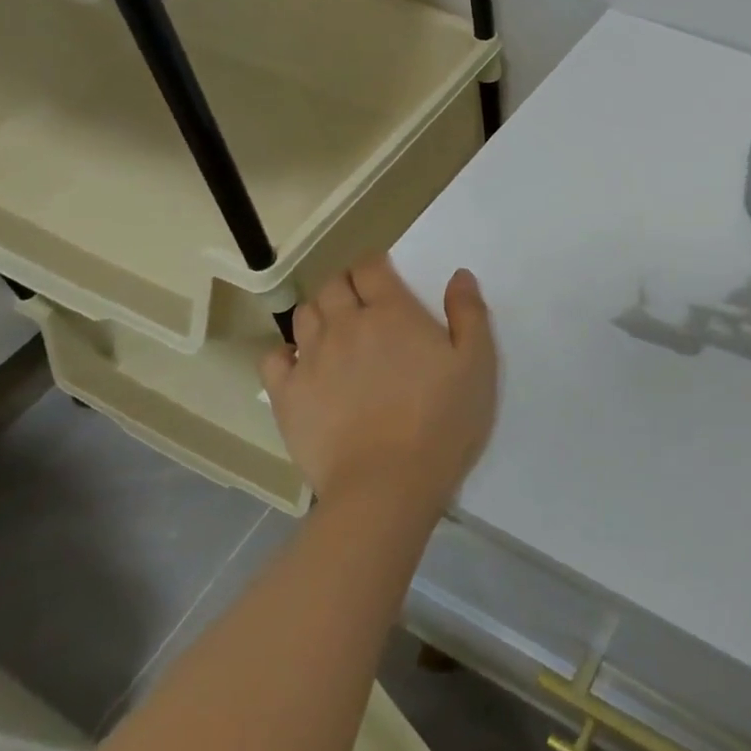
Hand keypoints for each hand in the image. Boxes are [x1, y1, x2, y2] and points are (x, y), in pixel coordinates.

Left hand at [259, 257, 497, 520]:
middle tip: (364, 302)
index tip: (386, 275)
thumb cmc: (442, 421)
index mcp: (392, 313)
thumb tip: (458, 275)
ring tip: (335, 330)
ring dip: (320, 312)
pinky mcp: (288, 395)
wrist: (388, 485)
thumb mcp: (477, 364)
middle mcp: (346, 325)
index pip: (371, 266)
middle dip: (347, 284)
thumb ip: (469, 313)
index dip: (376, 264)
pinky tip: (303, 365)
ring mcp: (311, 359)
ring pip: (304, 314)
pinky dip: (286, 352)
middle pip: (333, 284)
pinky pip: (274, 357)